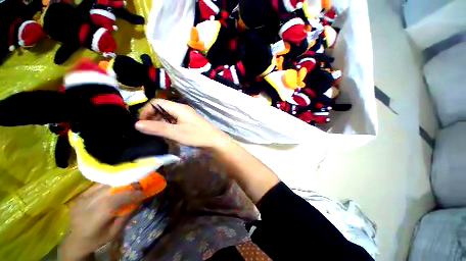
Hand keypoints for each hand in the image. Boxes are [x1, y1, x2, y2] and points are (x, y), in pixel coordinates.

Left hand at [59, 184, 143, 260]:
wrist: (74, 241)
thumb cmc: (96, 240)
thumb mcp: (114, 232)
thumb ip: (126, 215)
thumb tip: (139, 200)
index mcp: (93, 220)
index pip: (113, 202)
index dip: (130, 195)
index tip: (143, 193)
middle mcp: (85, 206)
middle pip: (109, 190)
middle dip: (127, 186)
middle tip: (139, 186)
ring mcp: (81, 199)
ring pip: (104, 185)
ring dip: (120, 184)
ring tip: (129, 185)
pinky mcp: (81, 195)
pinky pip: (98, 185)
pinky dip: (110, 185)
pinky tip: (116, 188)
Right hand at [135, 99, 231, 149]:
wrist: (215, 141)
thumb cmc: (197, 136)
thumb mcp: (176, 133)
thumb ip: (157, 128)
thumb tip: (137, 124)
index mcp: (179, 108)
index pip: (157, 103)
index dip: (146, 111)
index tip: (141, 123)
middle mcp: (182, 109)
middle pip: (162, 108)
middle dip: (152, 117)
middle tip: (147, 130)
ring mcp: (186, 116)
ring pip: (168, 115)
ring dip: (159, 122)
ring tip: (155, 133)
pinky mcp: (188, 122)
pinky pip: (174, 121)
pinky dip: (167, 125)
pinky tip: (166, 133)